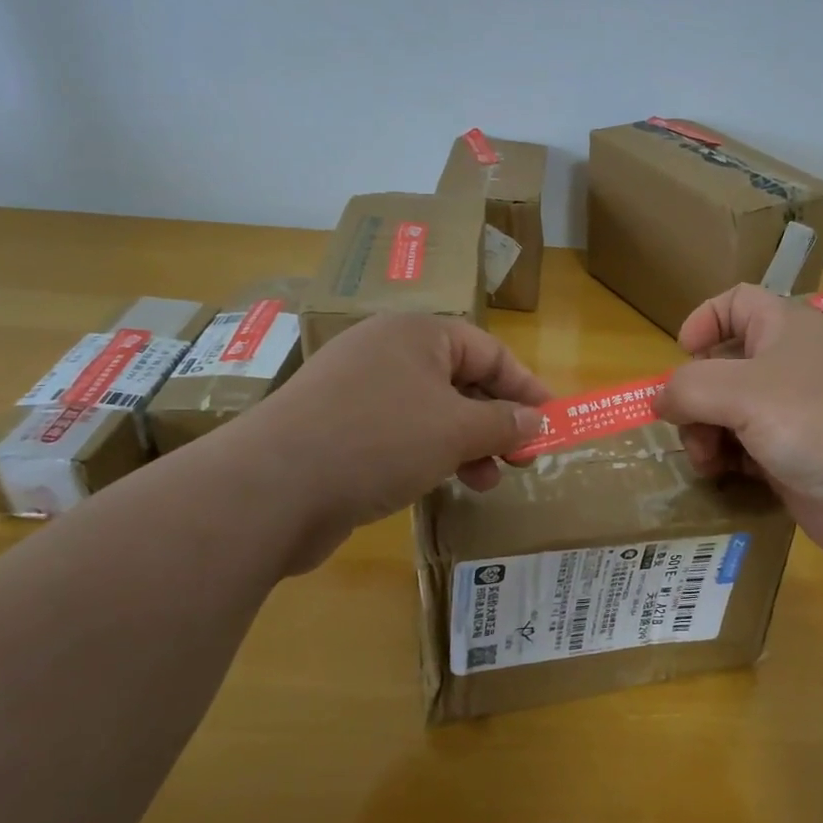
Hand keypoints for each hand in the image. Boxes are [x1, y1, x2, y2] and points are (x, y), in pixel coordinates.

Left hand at [258, 314, 549, 565]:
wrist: (271, 488)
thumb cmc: (379, 440)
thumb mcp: (456, 429)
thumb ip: (504, 423)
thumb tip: (536, 422)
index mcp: (416, 334)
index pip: (488, 351)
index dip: (525, 387)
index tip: (552, 422)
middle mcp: (386, 353)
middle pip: (460, 381)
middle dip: (496, 421)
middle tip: (523, 458)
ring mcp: (357, 391)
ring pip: (431, 411)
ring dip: (467, 444)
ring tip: (487, 481)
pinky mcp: (337, 429)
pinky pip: (400, 434)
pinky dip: (429, 455)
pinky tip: (442, 484)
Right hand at [656, 285, 822, 560]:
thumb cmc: (818, 424)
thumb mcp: (743, 392)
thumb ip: (689, 387)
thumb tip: (659, 399)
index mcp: (783, 329)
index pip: (735, 302)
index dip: (704, 320)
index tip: (681, 354)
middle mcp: (786, 365)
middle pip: (721, 364)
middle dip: (695, 395)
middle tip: (687, 427)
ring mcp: (791, 412)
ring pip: (727, 410)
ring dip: (704, 432)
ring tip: (707, 461)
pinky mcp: (791, 455)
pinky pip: (743, 447)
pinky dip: (726, 458)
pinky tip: (724, 476)